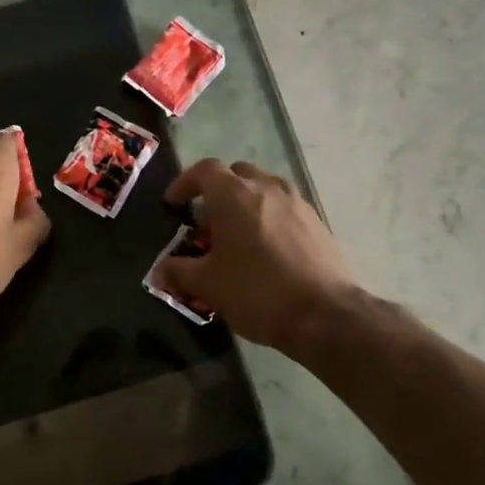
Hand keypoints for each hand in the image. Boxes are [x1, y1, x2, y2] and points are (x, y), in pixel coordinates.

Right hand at [154, 159, 356, 352]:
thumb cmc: (257, 292)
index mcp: (234, 195)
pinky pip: (285, 207)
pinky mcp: (317, 221)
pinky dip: (269, 217)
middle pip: (236, 174)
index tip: (174, 204)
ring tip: (237, 236)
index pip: (204, 170)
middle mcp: (267, 187)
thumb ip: (179, 272)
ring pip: (264, 188)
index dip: (185, 183)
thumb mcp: (208, 285)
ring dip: (246, 203)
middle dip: (217, 191)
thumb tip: (160, 271)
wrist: (325, 314)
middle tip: (207, 221)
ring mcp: (297, 202)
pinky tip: (266, 250)